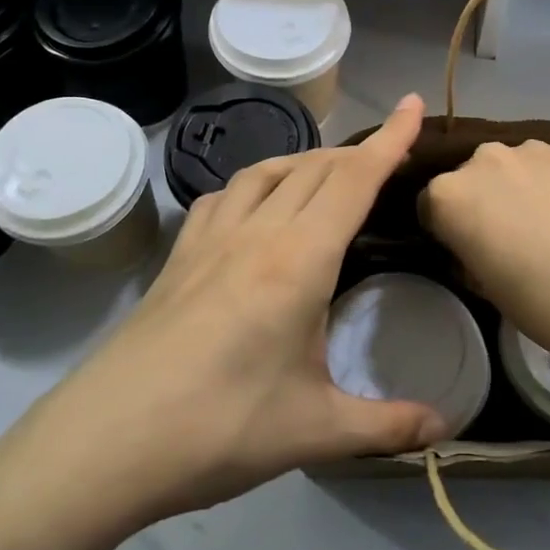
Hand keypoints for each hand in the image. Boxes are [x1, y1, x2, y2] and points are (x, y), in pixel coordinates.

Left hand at [9, 94, 449, 544]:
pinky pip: (224, 195)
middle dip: (357, 152)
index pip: (355, 180)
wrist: (102, 444)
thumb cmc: (219, 429)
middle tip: (387, 159)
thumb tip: (447, 427)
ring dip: (306, 161)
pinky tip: (256, 207)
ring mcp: (210, 239)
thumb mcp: (315, 431)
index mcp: (300, 260)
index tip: (413, 105)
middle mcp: (257, 233)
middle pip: (315, 168)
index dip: (390, 139)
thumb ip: (388, 426)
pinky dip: (255, 184)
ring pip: (267, 171)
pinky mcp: (178, 256)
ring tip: (328, 176)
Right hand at [419, 139, 549, 386]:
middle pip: (468, 180)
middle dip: (479, 205)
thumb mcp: (490, 291)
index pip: (428, 206)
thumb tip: (476, 246)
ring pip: (509, 170)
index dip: (444, 232)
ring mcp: (533, 150)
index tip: (466, 254)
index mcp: (450, 196)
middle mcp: (485, 160)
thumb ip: (471, 255)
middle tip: (508, 243)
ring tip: (549, 229)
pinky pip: (545, 167)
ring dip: (516, 191)